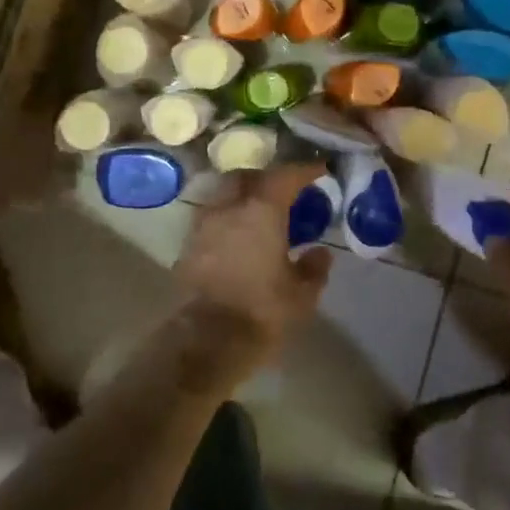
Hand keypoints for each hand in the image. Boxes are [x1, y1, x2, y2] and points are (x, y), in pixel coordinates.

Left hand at [170, 162, 332, 393]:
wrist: (207, 338)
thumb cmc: (262, 311)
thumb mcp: (302, 294)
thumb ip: (314, 268)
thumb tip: (320, 252)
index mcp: (261, 211)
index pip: (285, 176)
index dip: (304, 170)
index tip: (319, 170)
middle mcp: (229, 207)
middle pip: (246, 176)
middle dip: (266, 177)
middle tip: (284, 190)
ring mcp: (204, 223)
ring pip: (224, 194)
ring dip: (242, 195)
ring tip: (259, 212)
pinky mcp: (189, 244)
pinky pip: (212, 216)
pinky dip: (228, 217)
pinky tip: (239, 235)